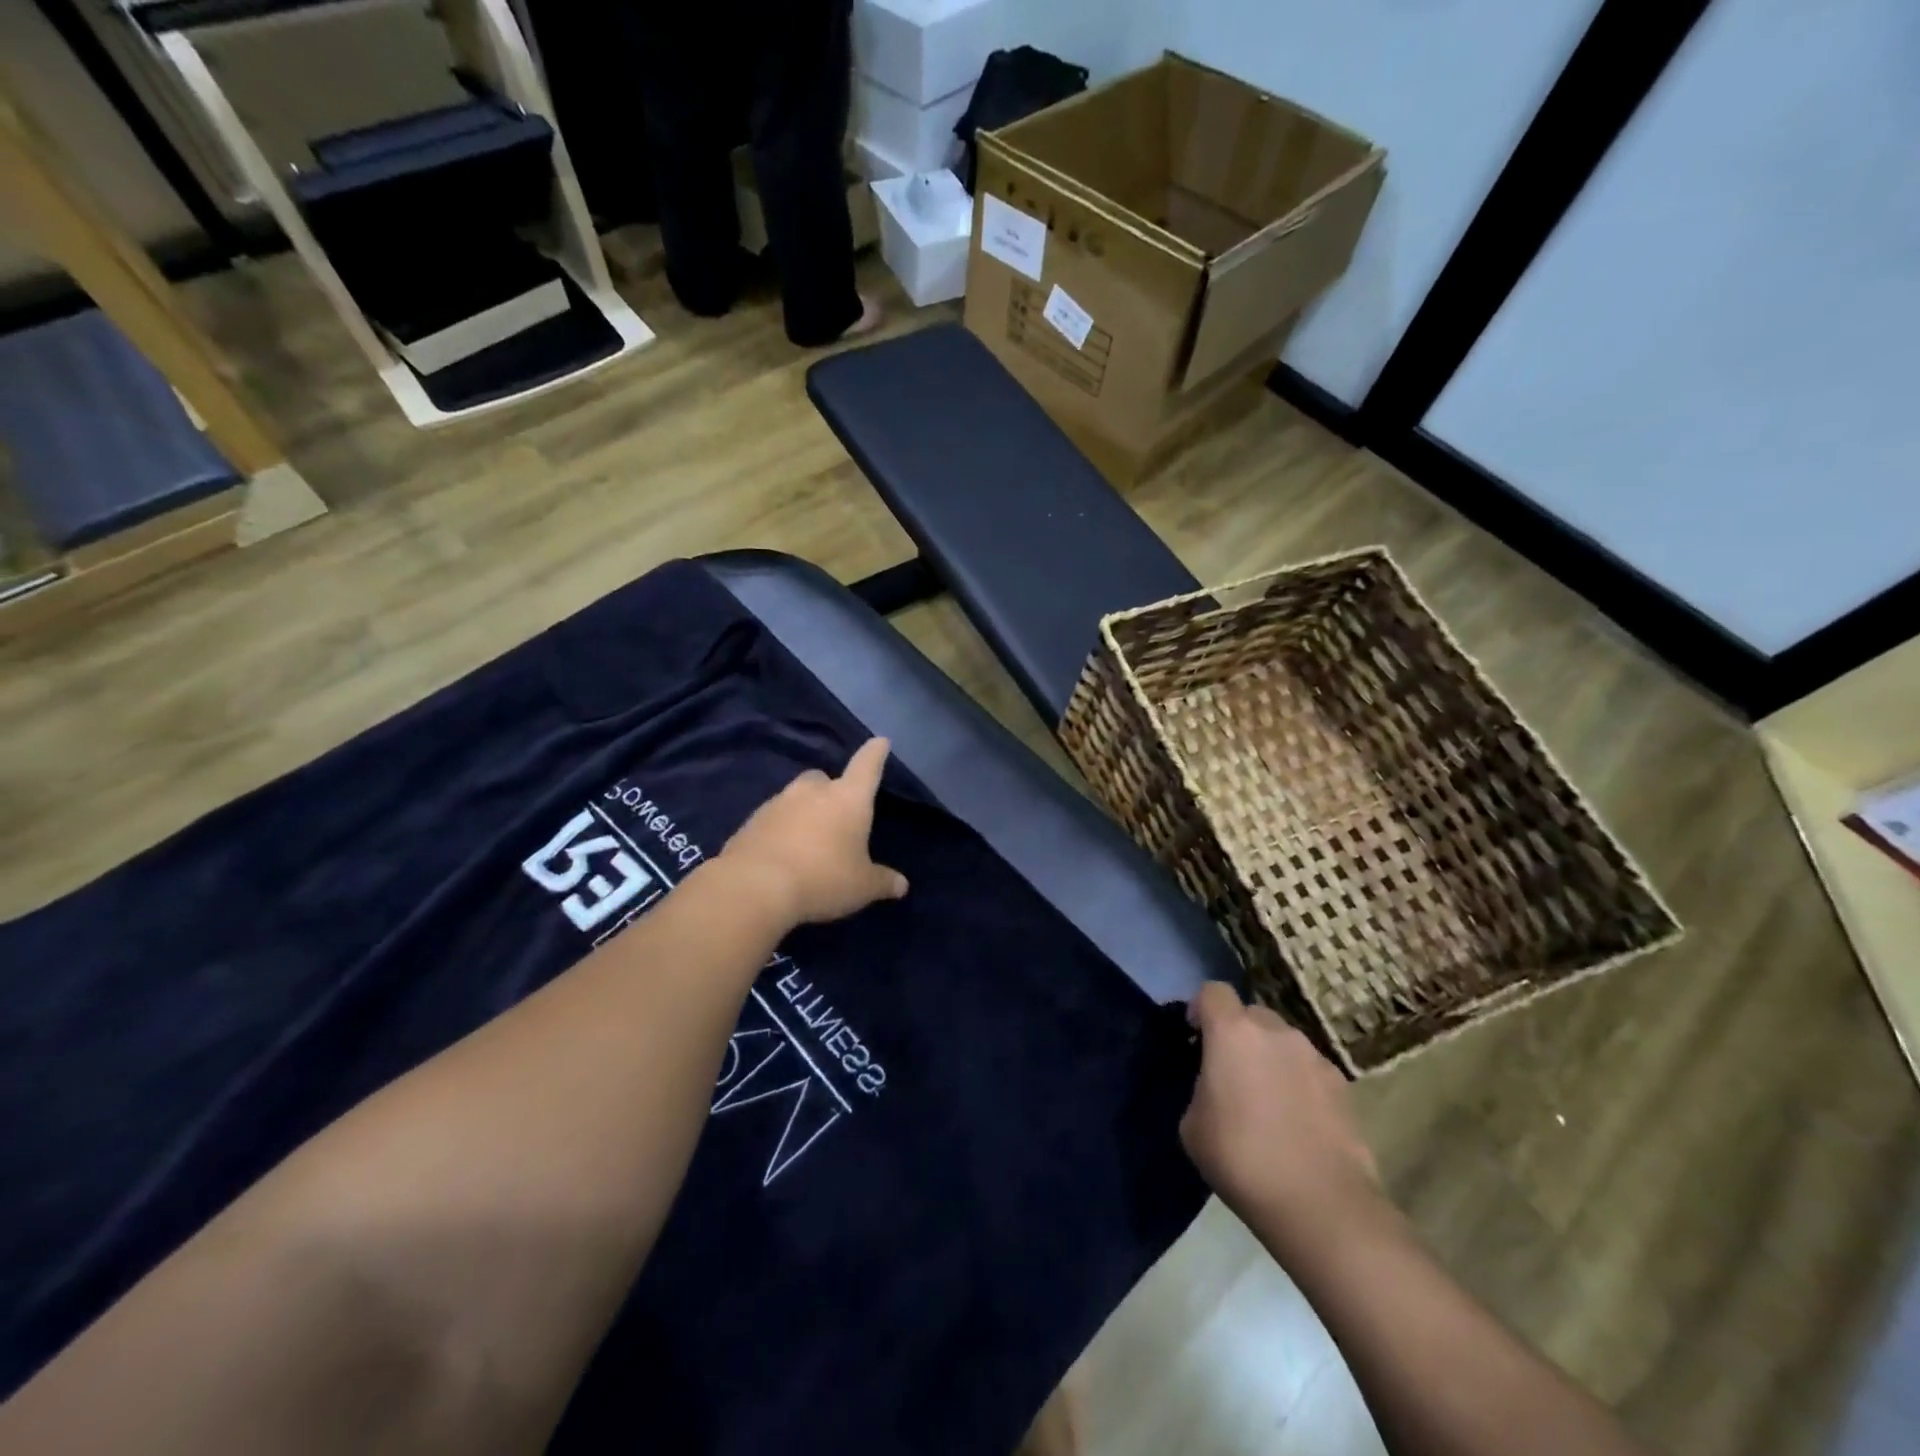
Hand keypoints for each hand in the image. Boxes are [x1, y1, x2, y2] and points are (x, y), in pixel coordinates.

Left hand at [720, 738, 908, 925]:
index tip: (880, 741)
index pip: (867, 766)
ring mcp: (778, 802)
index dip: (875, 753)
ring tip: (808, 841)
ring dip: (803, 812)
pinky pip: (773, 819)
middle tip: (836, 816)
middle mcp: (813, 791)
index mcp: (848, 798)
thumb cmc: (823, 878)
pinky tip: (783, 854)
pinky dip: (780, 829)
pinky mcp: (751, 821)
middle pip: (824, 779)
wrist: (754, 886)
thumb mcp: (862, 886)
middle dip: (830, 790)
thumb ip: (883, 882)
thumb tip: (901, 885)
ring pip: (796, 798)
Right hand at [1181, 982, 1383, 1262]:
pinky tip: (1298, 1121)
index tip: (1195, 1037)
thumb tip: (1216, 1086)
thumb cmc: (1242, 1159)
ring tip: (1267, 1100)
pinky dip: (1298, 1082)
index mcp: (1232, 1032)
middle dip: (1238, 1033)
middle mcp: (1276, 1032)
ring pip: (1283, 1041)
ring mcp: (1314, 1056)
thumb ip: (1201, 1088)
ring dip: (1270, 1057)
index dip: (1200, 1008)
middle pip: (1251, 1014)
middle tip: (1231, 1072)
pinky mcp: (1342, 1085)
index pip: (1213, 991)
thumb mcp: (1193, 1124)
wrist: (1321, 1205)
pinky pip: (1309, 1069)